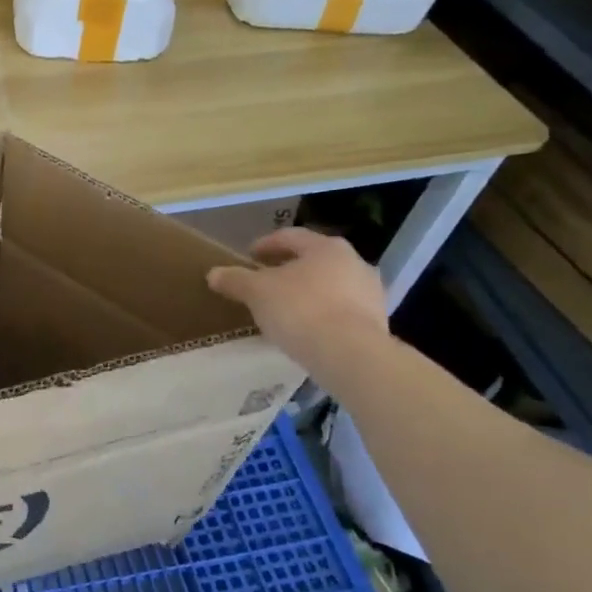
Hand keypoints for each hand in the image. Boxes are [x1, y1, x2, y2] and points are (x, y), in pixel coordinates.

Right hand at [206, 228, 387, 373]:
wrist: (350, 355)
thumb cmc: (300, 310)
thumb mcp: (257, 293)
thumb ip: (235, 280)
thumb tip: (213, 274)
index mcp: (325, 247)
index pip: (290, 237)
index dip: (266, 244)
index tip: (249, 256)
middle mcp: (354, 262)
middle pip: (314, 260)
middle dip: (289, 269)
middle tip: (266, 282)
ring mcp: (371, 293)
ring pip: (331, 285)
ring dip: (309, 292)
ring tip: (286, 308)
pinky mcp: (378, 322)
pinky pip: (343, 311)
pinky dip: (324, 314)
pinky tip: (308, 330)